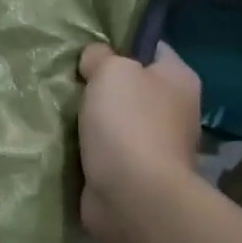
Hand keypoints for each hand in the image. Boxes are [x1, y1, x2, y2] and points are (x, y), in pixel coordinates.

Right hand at [77, 41, 202, 242]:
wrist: (133, 196)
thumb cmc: (128, 124)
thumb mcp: (111, 71)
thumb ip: (101, 57)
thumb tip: (96, 59)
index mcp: (179, 79)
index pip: (152, 49)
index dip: (122, 46)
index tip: (89, 53)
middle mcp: (175, 111)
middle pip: (133, 87)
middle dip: (102, 87)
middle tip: (69, 84)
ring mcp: (157, 145)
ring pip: (118, 121)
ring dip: (93, 120)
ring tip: (62, 114)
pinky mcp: (135, 174)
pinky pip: (107, 151)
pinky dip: (90, 149)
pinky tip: (68, 144)